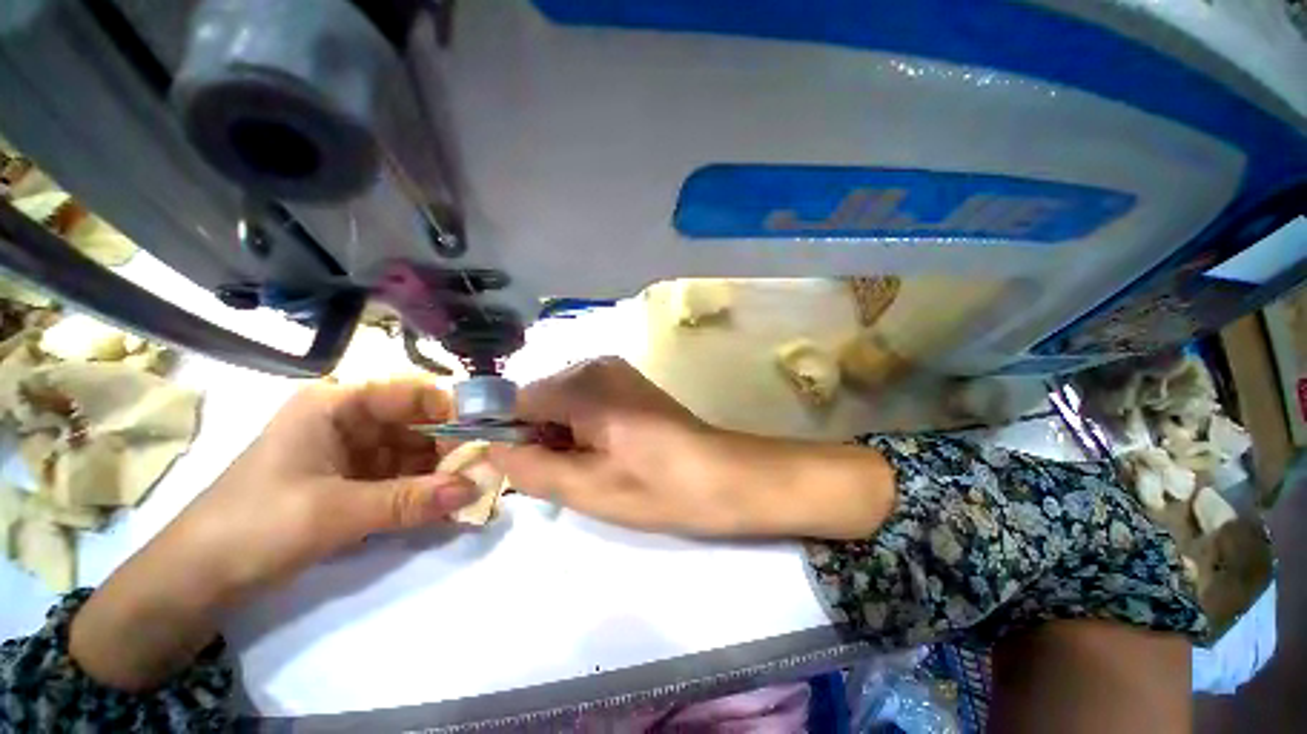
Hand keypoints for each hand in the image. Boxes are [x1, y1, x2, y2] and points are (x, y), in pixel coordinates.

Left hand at [163, 379, 476, 593]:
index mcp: (335, 405)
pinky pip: (401, 477)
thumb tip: (475, 489)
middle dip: (452, 445)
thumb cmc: (254, 526)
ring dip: (442, 471)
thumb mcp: (335, 513)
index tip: (487, 430)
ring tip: (474, 489)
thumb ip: (410, 500)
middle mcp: (349, 420)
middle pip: (417, 422)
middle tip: (486, 468)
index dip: (451, 407)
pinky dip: (424, 490)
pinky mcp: (354, 480)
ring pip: (413, 451)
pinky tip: (448, 504)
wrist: (198, 579)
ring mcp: (353, 451)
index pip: (409, 392)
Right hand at [488, 357, 895, 538]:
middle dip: (537, 439)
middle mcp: (593, 364)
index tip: (517, 472)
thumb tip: (492, 449)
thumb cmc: (659, 486)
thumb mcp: (587, 488)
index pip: (512, 402)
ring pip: (560, 403)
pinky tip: (606, 451)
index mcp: (581, 384)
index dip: (506, 438)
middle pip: (537, 400)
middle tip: (565, 477)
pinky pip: (583, 401)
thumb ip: (530, 468)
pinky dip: (581, 427)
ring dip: (560, 436)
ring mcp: (613, 370)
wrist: (724, 475)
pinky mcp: (627, 383)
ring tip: (590, 468)